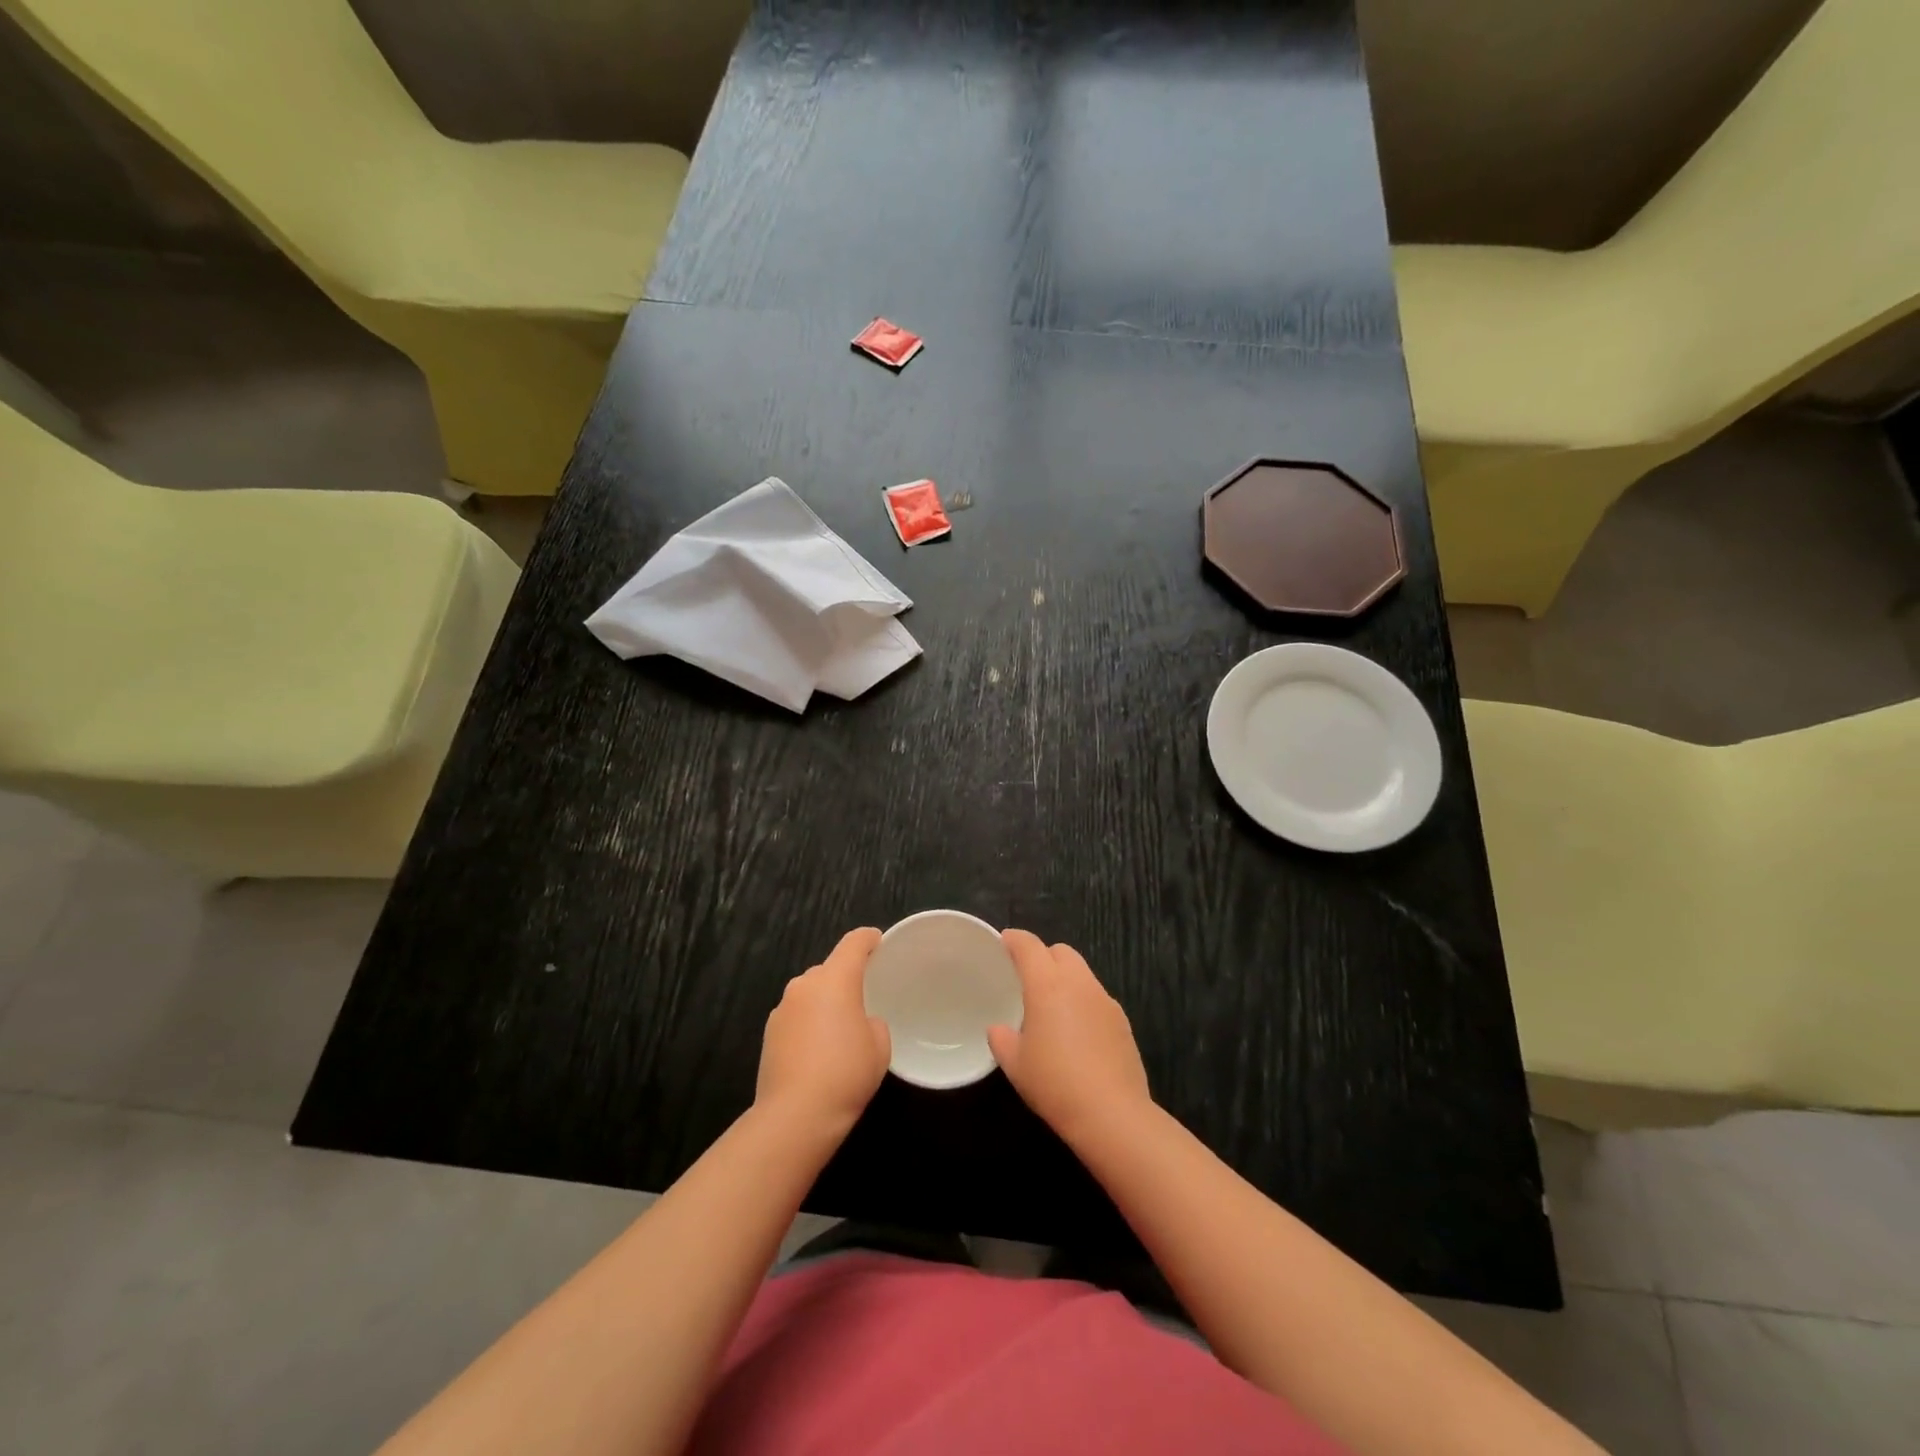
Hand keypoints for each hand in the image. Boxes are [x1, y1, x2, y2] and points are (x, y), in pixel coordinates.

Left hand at [755, 927, 890, 1136]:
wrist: (795, 1115)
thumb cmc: (846, 1073)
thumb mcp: (879, 1047)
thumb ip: (874, 1023)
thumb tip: (861, 1022)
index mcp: (835, 979)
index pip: (853, 944)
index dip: (868, 939)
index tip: (878, 942)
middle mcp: (805, 985)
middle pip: (829, 969)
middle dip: (845, 978)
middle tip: (863, 999)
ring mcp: (782, 1008)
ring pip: (809, 993)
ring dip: (824, 1002)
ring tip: (839, 1030)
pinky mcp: (768, 1033)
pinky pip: (796, 1015)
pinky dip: (808, 1023)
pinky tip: (817, 1051)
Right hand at [988, 930, 1152, 1143]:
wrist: (1112, 1113)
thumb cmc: (1055, 1083)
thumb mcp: (1015, 1065)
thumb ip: (1002, 1039)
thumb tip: (999, 1029)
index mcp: (1047, 984)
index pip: (1029, 945)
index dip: (1014, 939)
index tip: (1004, 943)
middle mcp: (1078, 983)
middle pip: (1060, 951)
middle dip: (1043, 956)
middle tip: (1028, 978)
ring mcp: (1104, 1000)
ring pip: (1082, 973)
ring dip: (1065, 979)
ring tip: (1052, 1007)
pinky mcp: (1122, 1020)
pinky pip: (1097, 997)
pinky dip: (1083, 1002)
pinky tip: (1077, 1032)